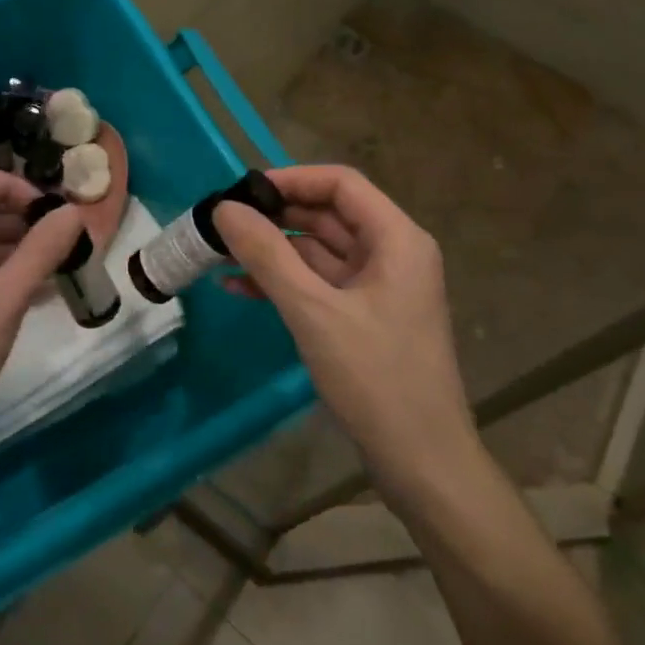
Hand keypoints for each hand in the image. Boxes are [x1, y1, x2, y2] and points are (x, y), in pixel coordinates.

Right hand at [214, 165, 477, 503]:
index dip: (291, 179)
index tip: (243, 190)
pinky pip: (320, 284)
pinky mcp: (364, 317)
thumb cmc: (376, 379)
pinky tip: (241, 288)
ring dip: (274, 251)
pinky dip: (284, 282)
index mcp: (396, 239)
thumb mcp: (314, 312)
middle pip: (328, 215)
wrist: (423, 465)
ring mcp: (379, 288)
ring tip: (220, 253)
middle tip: (222, 222)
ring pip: (319, 251)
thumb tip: (225, 209)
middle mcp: (392, 253)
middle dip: (275, 216)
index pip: (341, 184)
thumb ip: (267, 256)